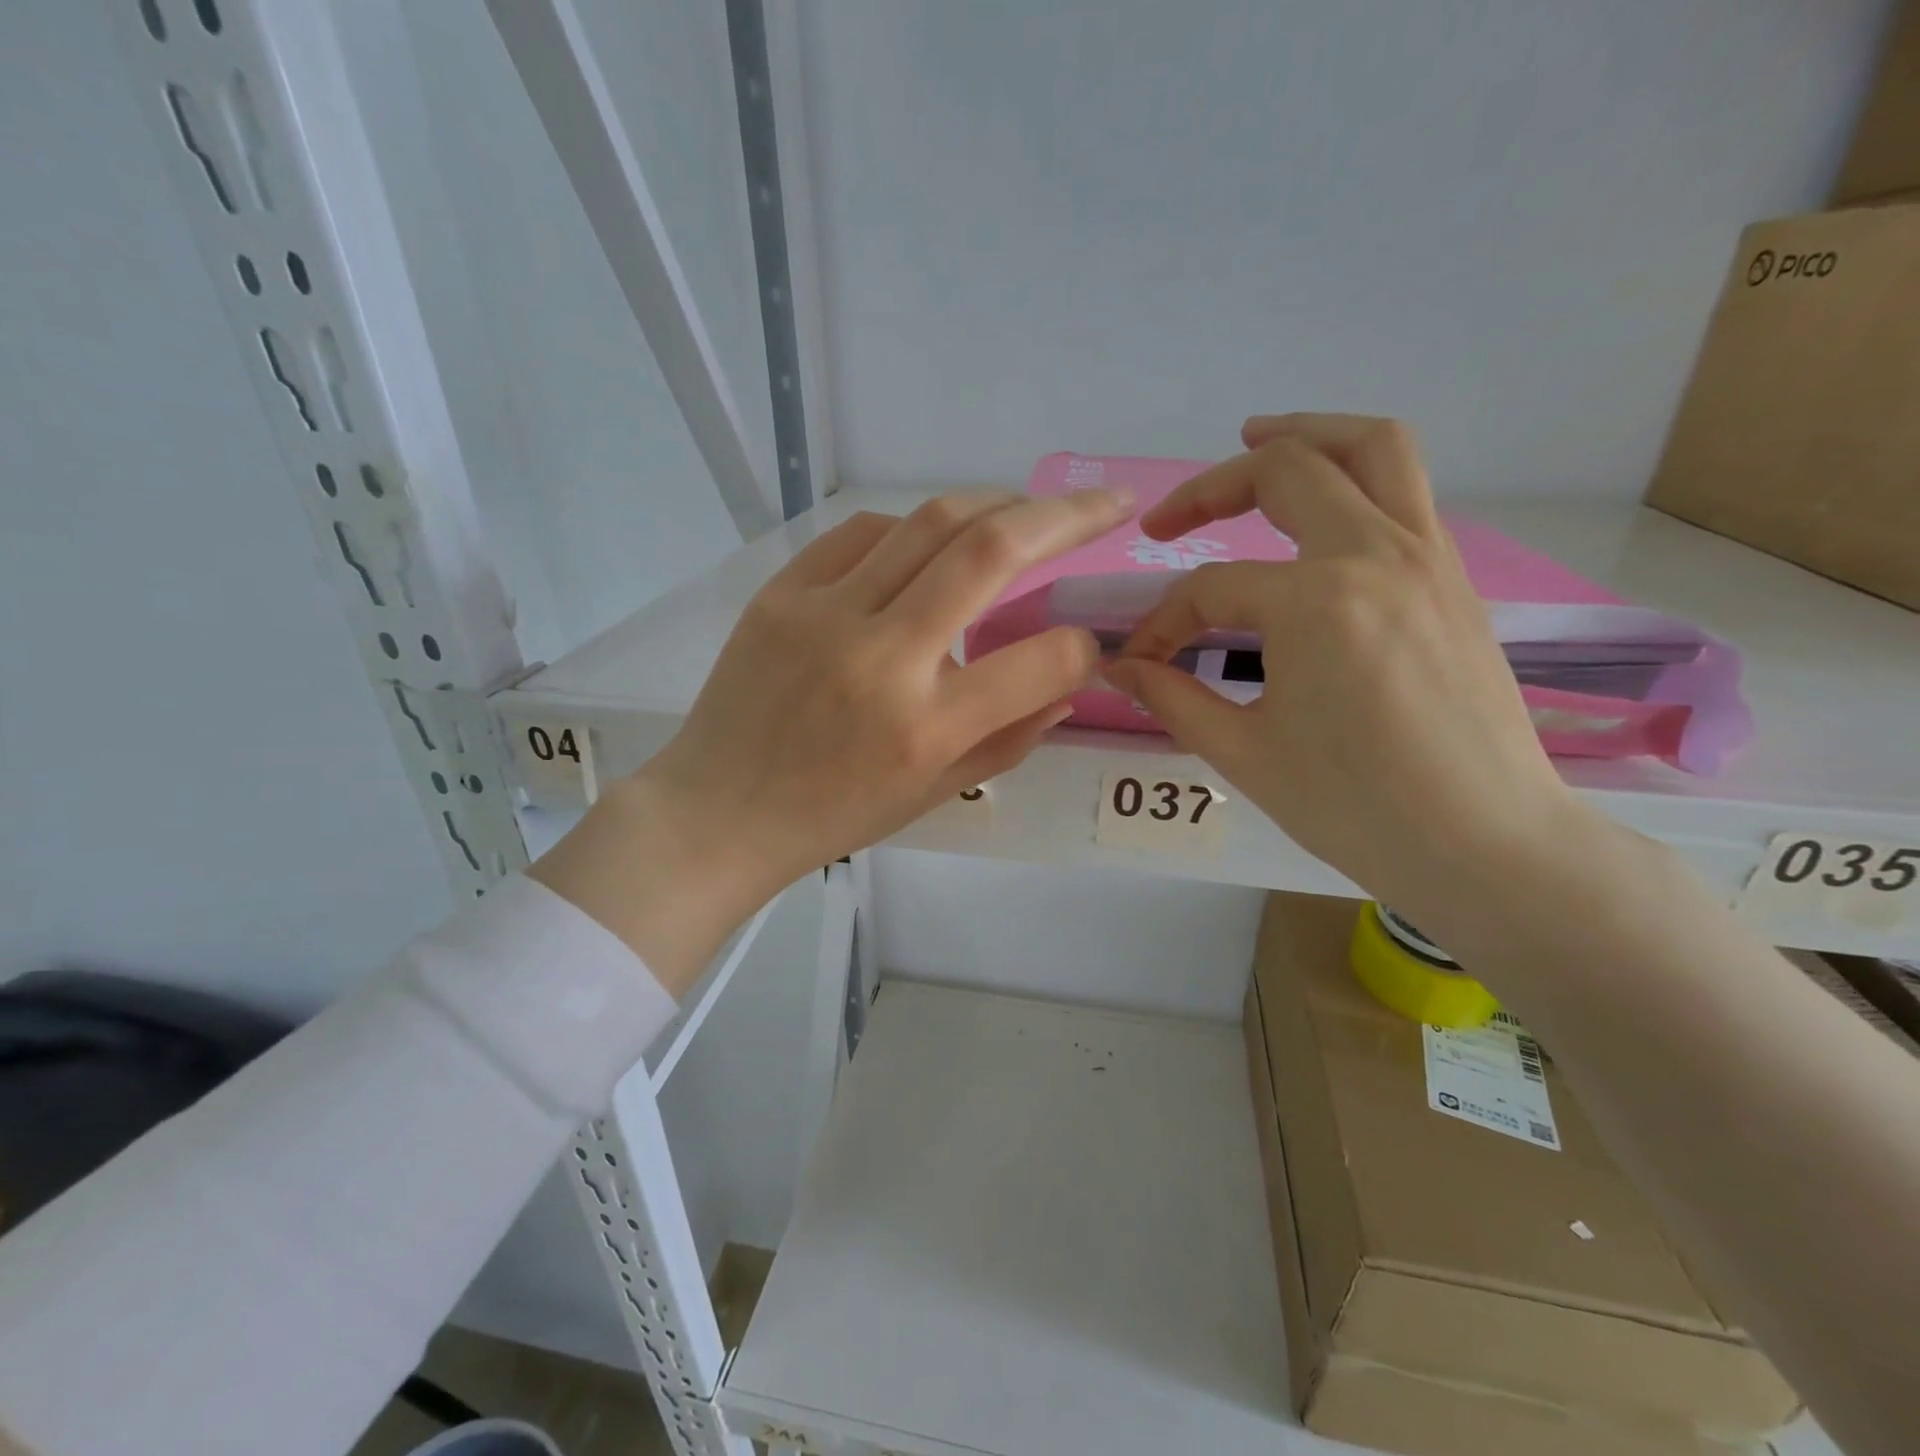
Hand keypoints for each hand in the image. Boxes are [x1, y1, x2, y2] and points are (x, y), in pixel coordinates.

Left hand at [533, 486, 1133, 991]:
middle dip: (1066, 515)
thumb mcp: (935, 793)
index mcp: (925, 729)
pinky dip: (914, 528)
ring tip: (1026, 512)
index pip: (1040, 661)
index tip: (1087, 641)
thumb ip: (1012, 737)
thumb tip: (1069, 678)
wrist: (719, 811)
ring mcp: (824, 614)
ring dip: (995, 504)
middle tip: (1108, 502)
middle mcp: (882, 659)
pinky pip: (864, 532)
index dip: (1082, 645)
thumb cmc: (834, 816)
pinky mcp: (781, 592)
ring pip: (930, 521)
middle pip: (989, 550)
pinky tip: (931, 543)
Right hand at [1105, 414, 1591, 924]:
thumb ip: (1171, 697)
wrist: (1486, 844)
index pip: (1209, 589)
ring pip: (1371, 447)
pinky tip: (1317, 516)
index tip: (1140, 662)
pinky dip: (1354, 474)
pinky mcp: (1453, 577)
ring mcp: (1427, 557)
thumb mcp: (1244, 754)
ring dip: (1305, 434)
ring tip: (1256, 438)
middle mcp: (1375, 554)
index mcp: (1315, 602)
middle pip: (1286, 470)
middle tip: (1168, 523)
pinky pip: (1404, 490)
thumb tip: (1117, 668)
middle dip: (1211, 487)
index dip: (1161, 623)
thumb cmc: (1355, 808)